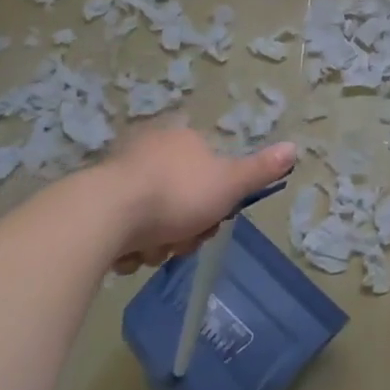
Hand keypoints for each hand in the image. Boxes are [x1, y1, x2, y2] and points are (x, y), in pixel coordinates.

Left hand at [103, 125, 296, 272]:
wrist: (106, 214)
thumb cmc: (176, 195)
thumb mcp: (229, 184)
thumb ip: (260, 170)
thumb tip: (294, 148)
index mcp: (182, 138)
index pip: (209, 168)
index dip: (215, 199)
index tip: (212, 218)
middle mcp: (150, 147)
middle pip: (182, 195)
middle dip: (185, 225)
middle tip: (182, 240)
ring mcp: (120, 172)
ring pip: (154, 214)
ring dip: (158, 239)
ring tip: (153, 249)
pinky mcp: (95, 198)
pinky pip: (123, 225)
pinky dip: (130, 242)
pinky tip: (129, 252)